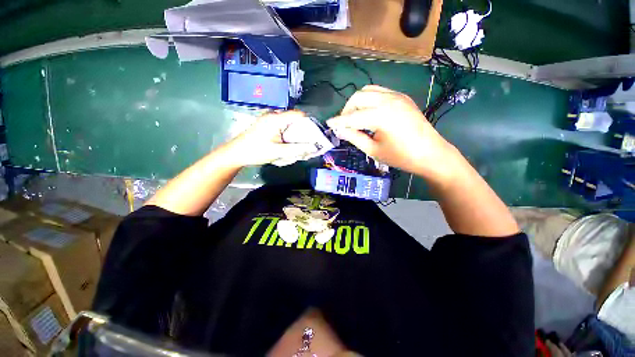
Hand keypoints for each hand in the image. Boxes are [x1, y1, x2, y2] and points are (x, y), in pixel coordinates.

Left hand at [224, 110, 317, 166]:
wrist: (236, 153)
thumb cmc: (256, 152)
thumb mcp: (278, 152)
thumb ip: (297, 149)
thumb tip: (313, 147)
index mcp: (276, 119)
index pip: (299, 115)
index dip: (309, 124)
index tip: (314, 136)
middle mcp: (273, 115)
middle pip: (294, 119)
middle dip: (303, 131)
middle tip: (308, 143)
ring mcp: (269, 119)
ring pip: (289, 123)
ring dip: (295, 134)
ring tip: (299, 145)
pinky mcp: (267, 124)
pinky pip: (283, 126)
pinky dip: (288, 134)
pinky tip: (288, 144)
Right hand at [326, 85, 459, 179]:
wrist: (431, 154)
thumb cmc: (401, 157)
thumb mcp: (373, 150)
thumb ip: (354, 137)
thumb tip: (340, 130)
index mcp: (381, 115)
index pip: (352, 116)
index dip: (338, 121)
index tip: (328, 124)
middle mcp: (388, 100)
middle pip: (358, 97)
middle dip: (347, 110)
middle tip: (344, 124)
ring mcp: (397, 96)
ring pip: (368, 91)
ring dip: (357, 103)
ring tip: (355, 118)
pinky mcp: (402, 97)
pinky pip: (379, 92)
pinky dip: (369, 100)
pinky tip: (369, 113)